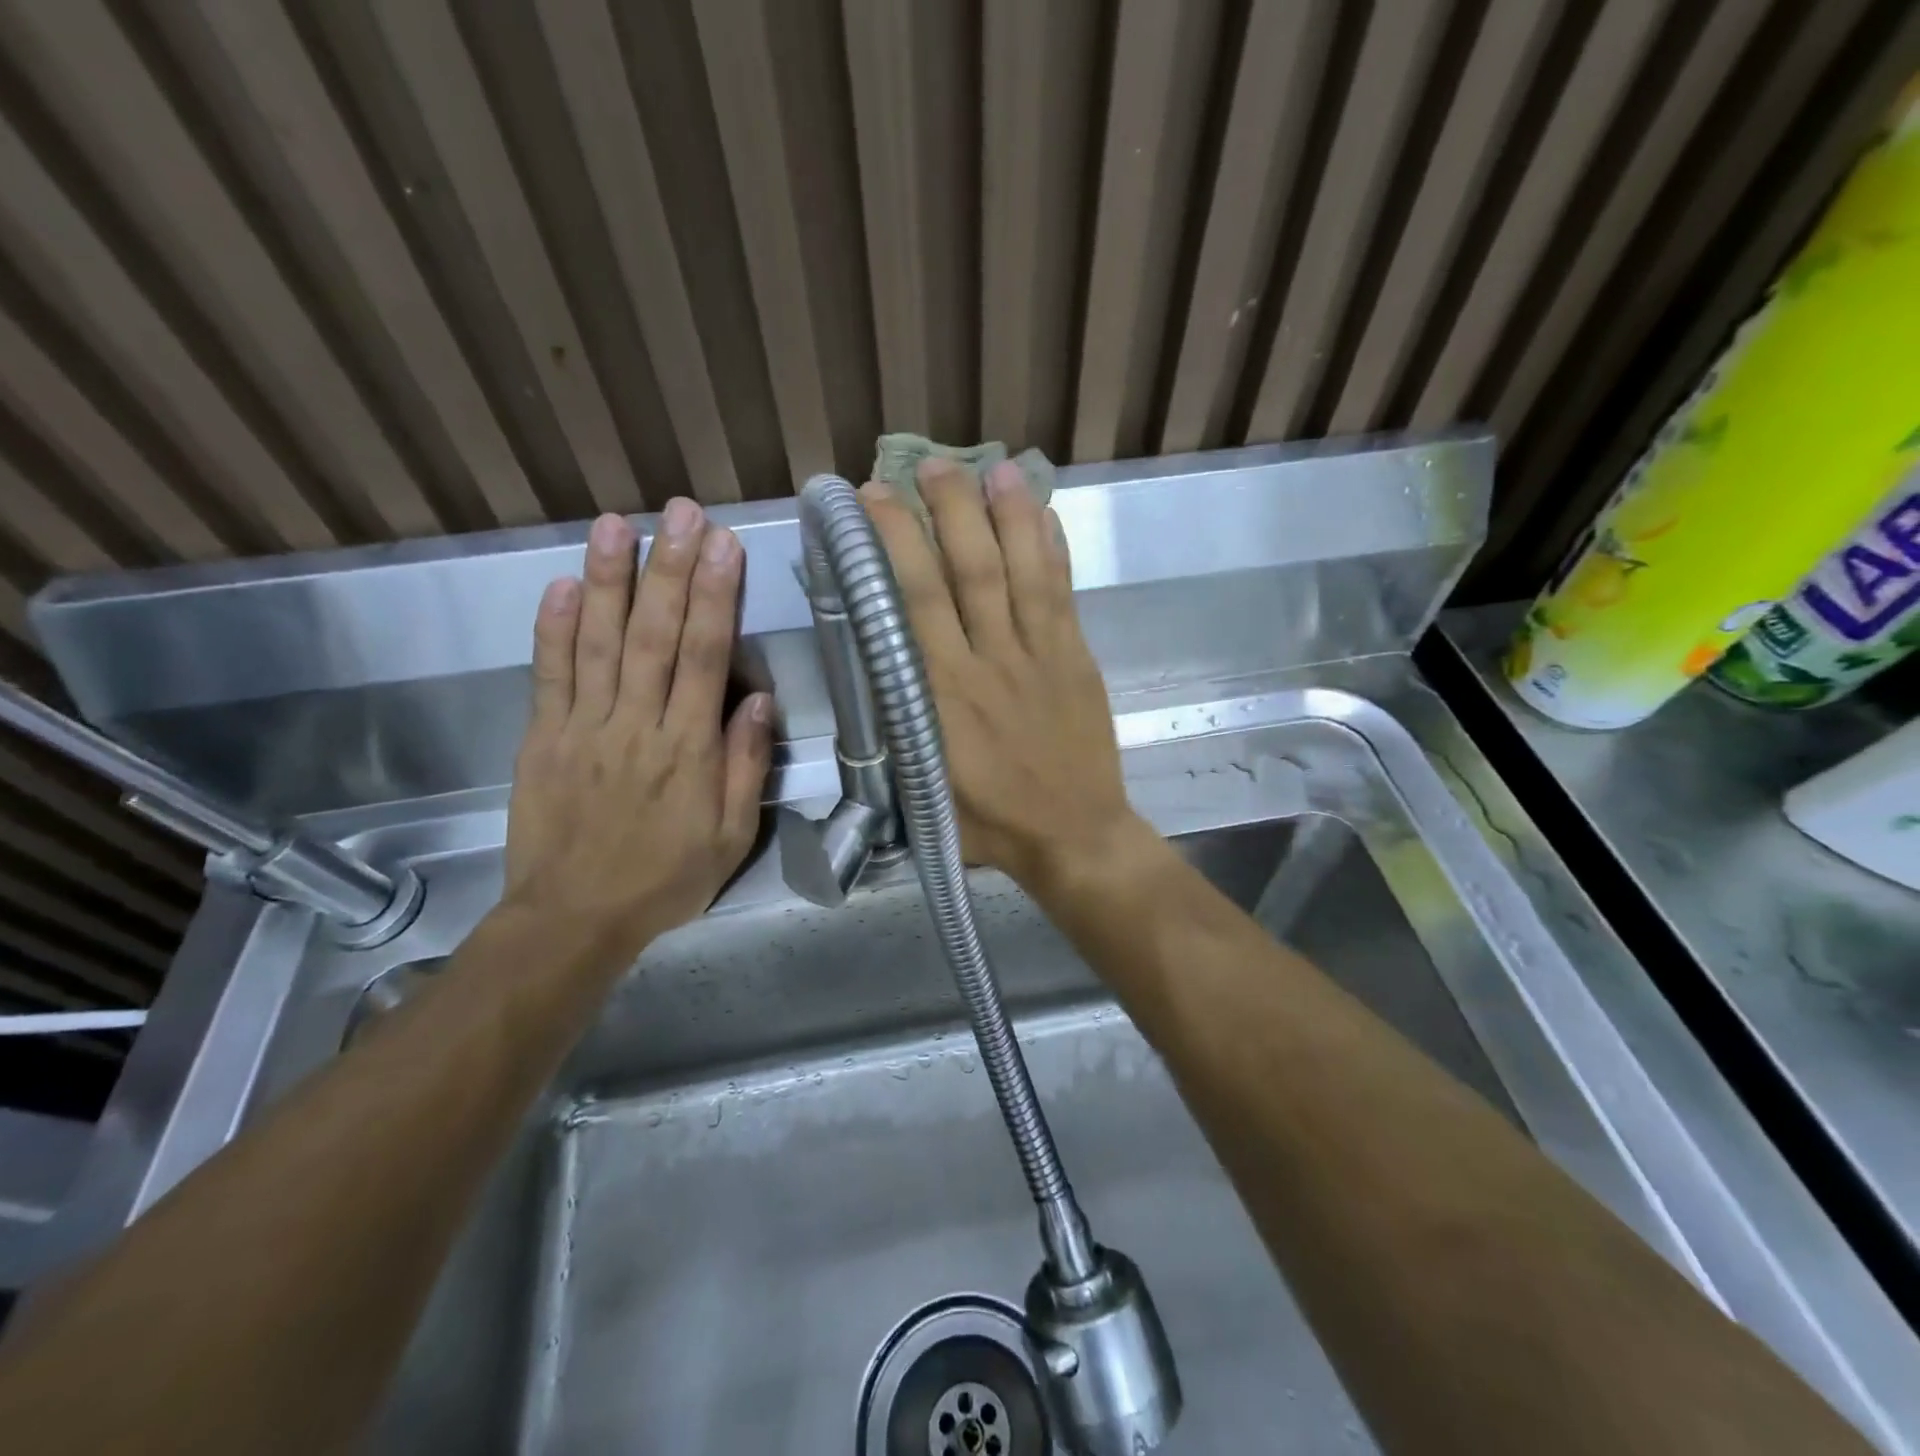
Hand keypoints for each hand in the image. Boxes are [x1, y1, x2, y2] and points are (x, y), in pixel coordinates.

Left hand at [503, 502, 771, 954]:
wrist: (574, 919)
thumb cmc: (666, 879)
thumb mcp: (732, 837)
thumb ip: (746, 767)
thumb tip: (758, 699)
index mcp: (689, 749)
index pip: (705, 658)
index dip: (715, 597)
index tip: (723, 546)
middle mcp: (637, 725)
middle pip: (655, 635)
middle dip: (670, 569)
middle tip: (680, 512)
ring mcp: (584, 728)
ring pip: (597, 643)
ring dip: (608, 581)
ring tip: (617, 525)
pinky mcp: (543, 738)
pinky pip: (548, 676)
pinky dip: (552, 628)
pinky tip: (560, 584)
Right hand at [860, 459, 1143, 893]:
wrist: (1075, 835)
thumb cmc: (989, 822)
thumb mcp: (922, 787)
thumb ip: (897, 727)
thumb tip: (872, 669)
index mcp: (944, 697)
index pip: (914, 603)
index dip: (894, 544)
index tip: (873, 501)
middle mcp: (991, 663)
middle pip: (968, 571)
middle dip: (945, 511)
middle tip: (925, 464)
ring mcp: (1041, 656)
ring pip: (1021, 571)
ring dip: (1005, 514)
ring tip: (989, 467)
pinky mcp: (1077, 658)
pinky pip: (1063, 594)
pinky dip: (1053, 549)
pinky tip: (1043, 512)